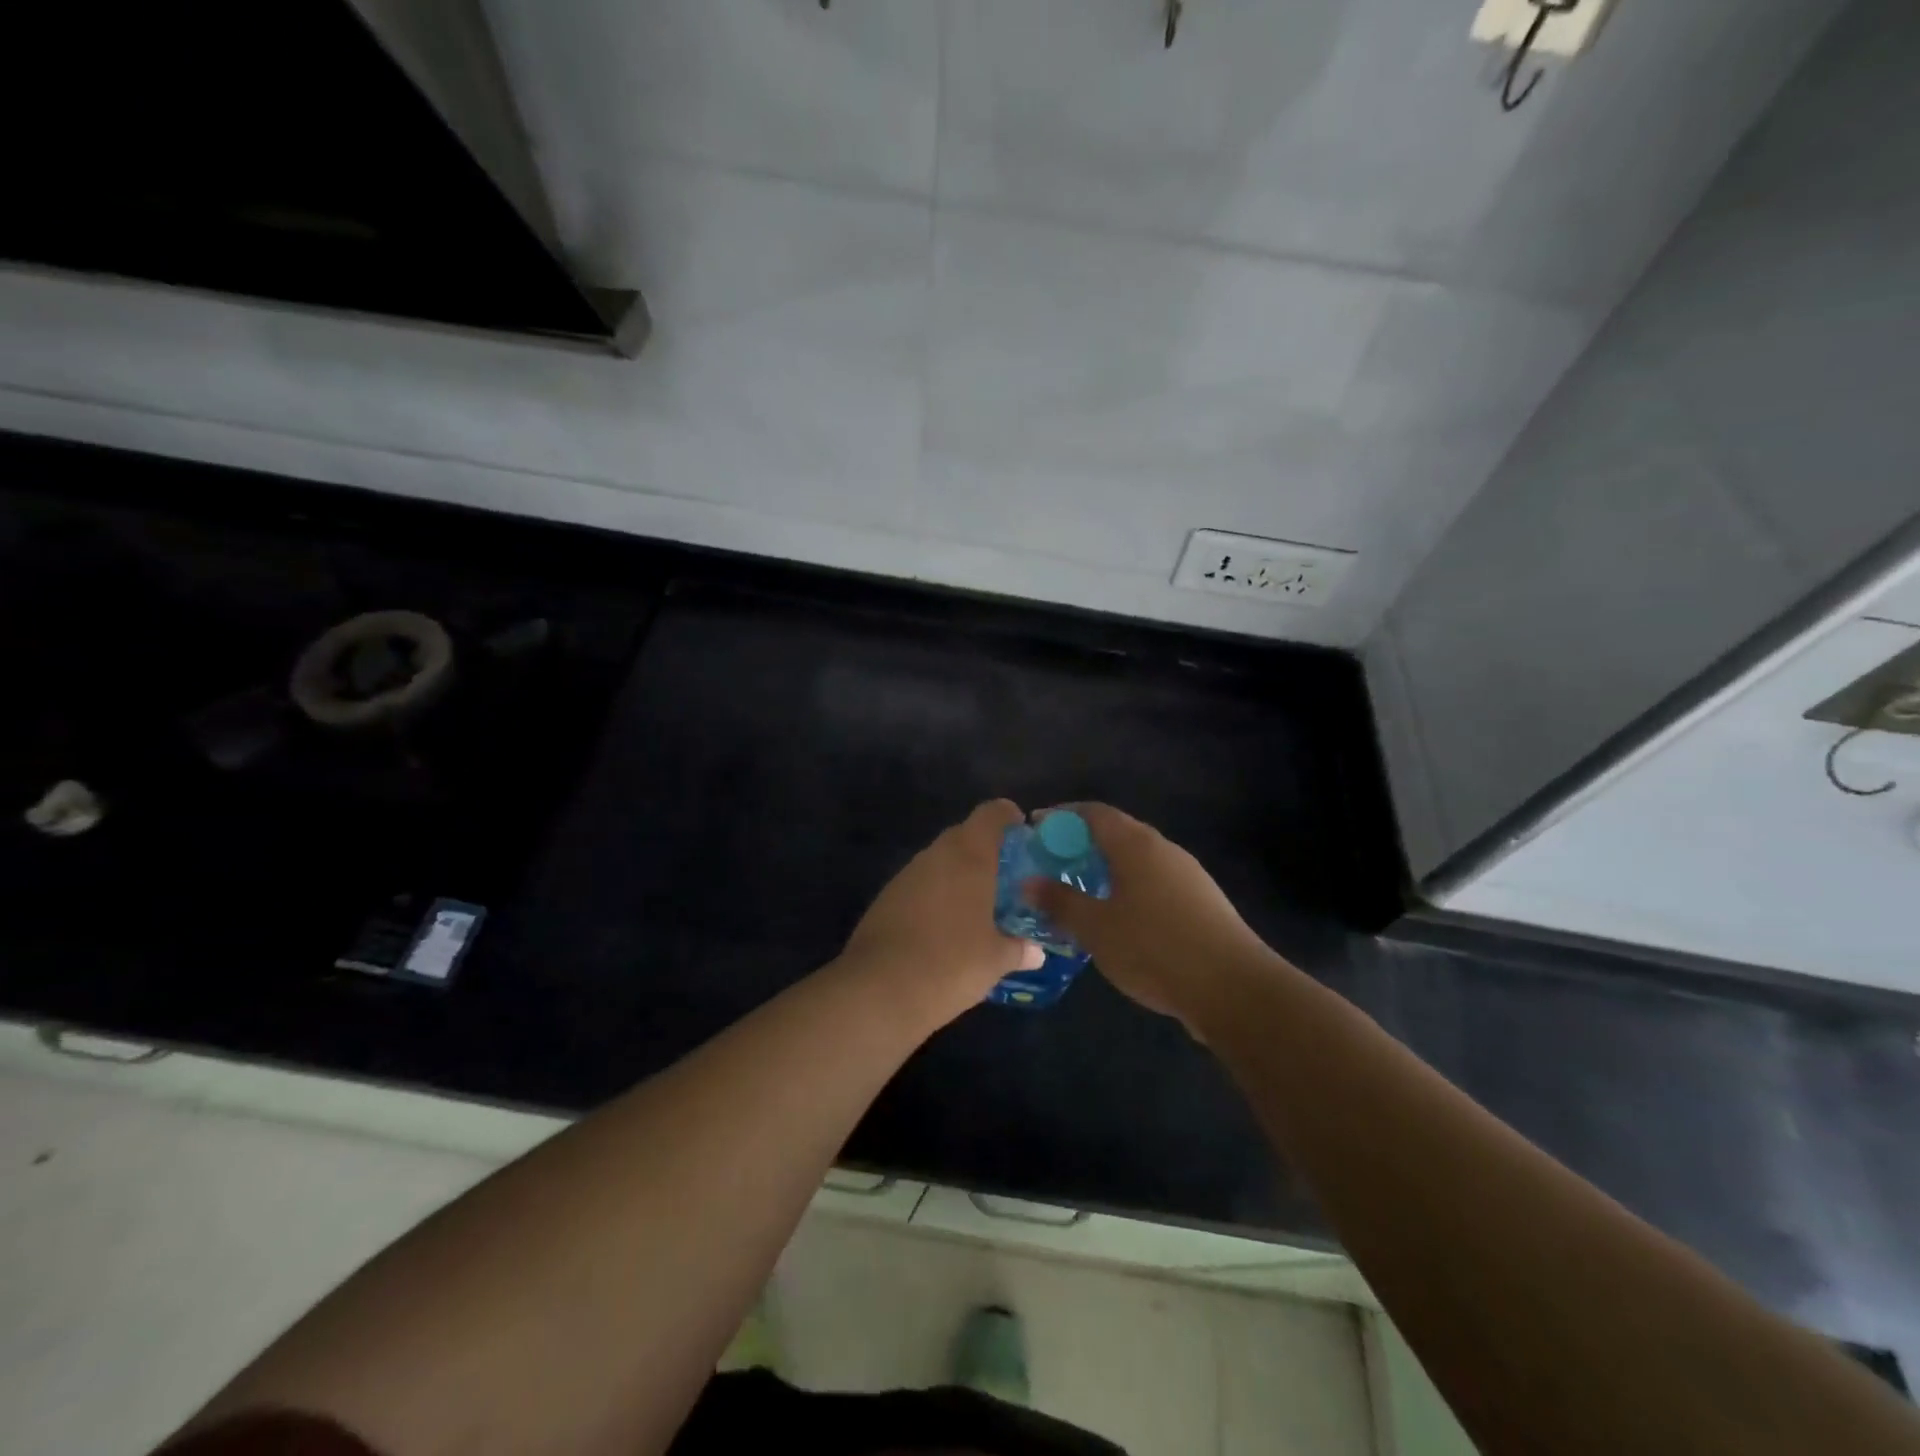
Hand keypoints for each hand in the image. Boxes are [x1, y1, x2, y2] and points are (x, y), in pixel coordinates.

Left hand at [839, 799, 1045, 1029]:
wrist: (878, 990)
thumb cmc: (951, 963)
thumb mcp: (995, 961)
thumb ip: (1018, 949)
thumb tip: (1035, 952)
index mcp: (969, 857)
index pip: (991, 814)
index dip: (1008, 816)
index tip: (1023, 831)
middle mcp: (936, 855)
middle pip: (964, 835)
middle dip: (985, 850)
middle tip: (1007, 876)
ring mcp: (906, 875)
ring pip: (939, 861)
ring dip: (958, 874)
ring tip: (979, 904)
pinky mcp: (886, 898)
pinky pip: (920, 885)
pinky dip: (936, 895)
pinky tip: (946, 925)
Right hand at [1027, 803, 1270, 1026]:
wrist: (1235, 990)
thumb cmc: (1155, 948)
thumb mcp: (1096, 928)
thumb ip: (1060, 902)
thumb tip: (1028, 882)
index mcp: (1136, 845)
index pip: (1093, 813)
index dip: (1062, 816)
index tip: (1036, 828)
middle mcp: (1164, 850)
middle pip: (1117, 833)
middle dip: (1082, 845)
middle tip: (1053, 866)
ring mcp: (1188, 876)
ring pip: (1138, 861)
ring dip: (1107, 870)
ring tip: (1081, 895)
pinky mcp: (1202, 904)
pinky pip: (1155, 884)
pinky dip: (1129, 890)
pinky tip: (1119, 922)